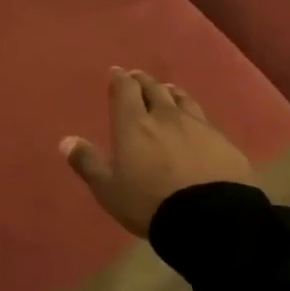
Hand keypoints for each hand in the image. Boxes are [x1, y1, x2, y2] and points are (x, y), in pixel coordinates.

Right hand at [61, 68, 254, 236]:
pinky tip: (195, 122)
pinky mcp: (223, 142)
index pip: (125, 90)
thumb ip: (87, 162)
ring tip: (167, 91)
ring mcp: (198, 127)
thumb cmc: (149, 201)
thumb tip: (66, 140)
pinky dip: (193, 114)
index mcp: (134, 124)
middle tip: (137, 77)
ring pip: (182, 100)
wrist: (212, 217)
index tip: (116, 72)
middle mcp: (166, 117)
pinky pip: (204, 119)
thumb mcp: (108, 188)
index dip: (119, 79)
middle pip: (154, 89)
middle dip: (143, 81)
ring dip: (170, 93)